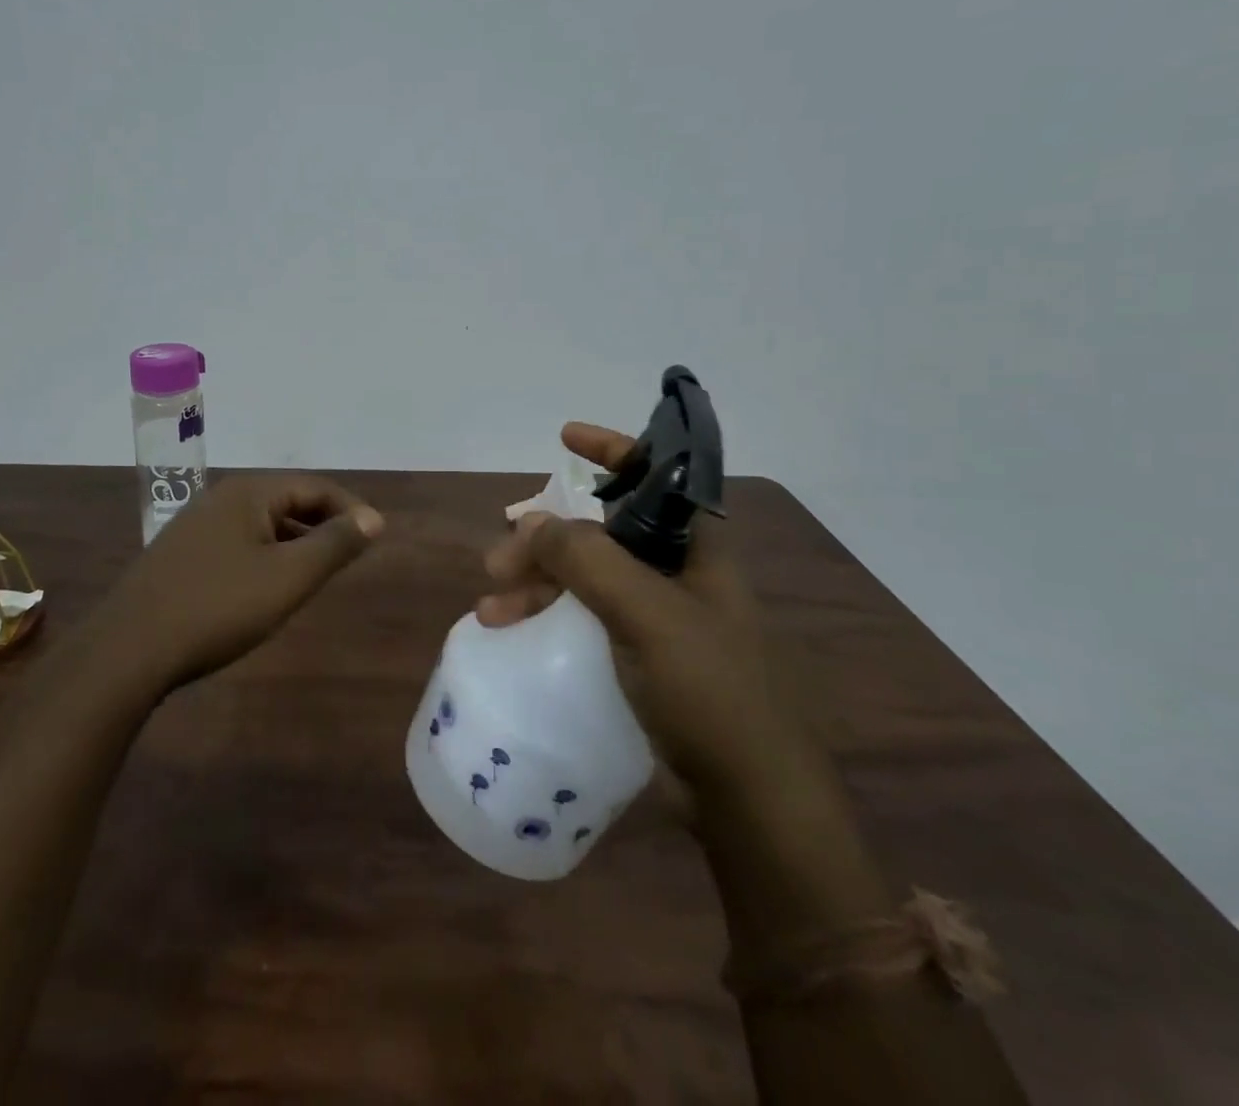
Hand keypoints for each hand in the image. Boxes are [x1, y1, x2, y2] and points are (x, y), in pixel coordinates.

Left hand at [96, 474, 384, 688]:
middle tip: (350, 556)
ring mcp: (195, 525)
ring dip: (294, 542)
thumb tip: (372, 518)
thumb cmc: (218, 607)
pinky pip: (238, 543)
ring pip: (261, 524)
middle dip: (322, 525)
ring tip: (316, 574)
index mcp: (248, 492)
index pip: (314, 486)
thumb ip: (334, 545)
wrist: (129, 649)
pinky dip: (265, 556)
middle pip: (286, 501)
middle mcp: (221, 497)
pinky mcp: (181, 555)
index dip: (350, 510)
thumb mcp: (288, 577)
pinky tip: (267, 588)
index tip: (375, 539)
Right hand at [478, 423, 807, 792]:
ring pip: (585, 578)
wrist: (748, 801)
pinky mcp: (640, 659)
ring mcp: (657, 618)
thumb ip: (588, 559)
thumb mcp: (647, 614)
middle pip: (601, 533)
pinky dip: (547, 617)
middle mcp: (676, 575)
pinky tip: (511, 631)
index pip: (655, 479)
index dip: (614, 450)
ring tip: (490, 610)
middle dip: (545, 539)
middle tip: (498, 563)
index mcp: (695, 550)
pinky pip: (584, 618)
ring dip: (536, 583)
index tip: (565, 437)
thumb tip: (530, 521)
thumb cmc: (710, 692)